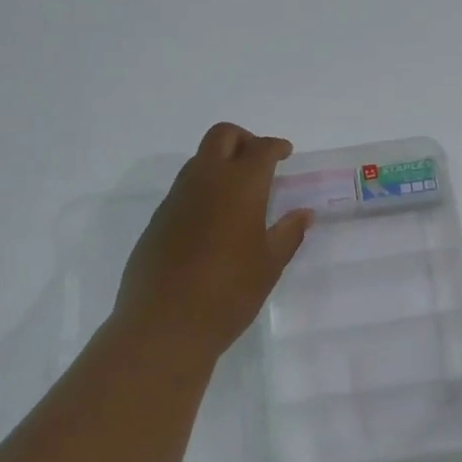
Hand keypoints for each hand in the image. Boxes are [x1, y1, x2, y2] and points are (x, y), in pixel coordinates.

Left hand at [113, 123, 311, 359]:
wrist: (165, 324)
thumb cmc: (229, 292)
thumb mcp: (269, 264)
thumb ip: (288, 233)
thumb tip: (303, 214)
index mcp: (240, 186)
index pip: (260, 149)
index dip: (276, 147)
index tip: (286, 154)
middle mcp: (205, 181)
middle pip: (222, 136)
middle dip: (244, 139)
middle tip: (261, 162)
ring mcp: (176, 199)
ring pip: (199, 160)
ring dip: (221, 163)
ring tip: (240, 194)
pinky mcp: (158, 220)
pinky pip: (184, 189)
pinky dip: (203, 189)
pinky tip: (215, 222)